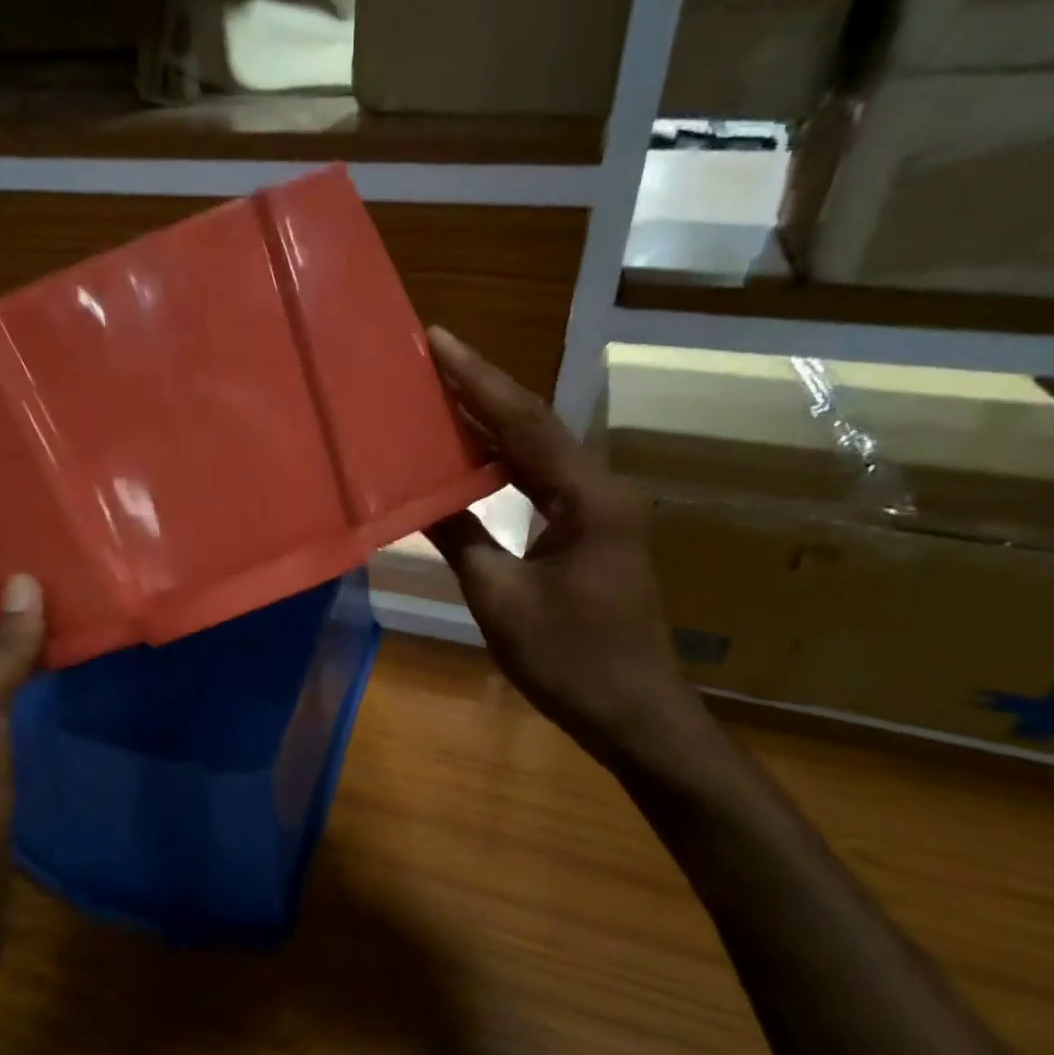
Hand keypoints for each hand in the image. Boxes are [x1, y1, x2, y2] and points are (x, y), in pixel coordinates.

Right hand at [425, 328, 699, 757]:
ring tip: (438, 394)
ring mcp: (599, 510)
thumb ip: (460, 537)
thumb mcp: (501, 599)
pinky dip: (501, 462)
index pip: (525, 422)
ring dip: (490, 422)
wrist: (636, 715)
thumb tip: (417, 497)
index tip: (438, 339)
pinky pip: (540, 480)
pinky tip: (468, 456)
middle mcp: (600, 490)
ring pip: (538, 450)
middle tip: (428, 358)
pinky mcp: (591, 530)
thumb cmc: (571, 661)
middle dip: (481, 389)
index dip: (477, 379)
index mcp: (586, 498)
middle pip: (534, 425)